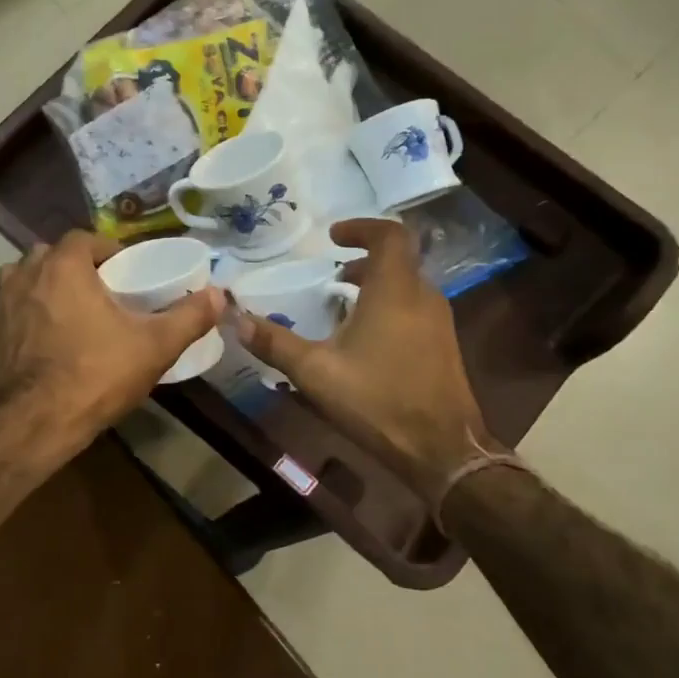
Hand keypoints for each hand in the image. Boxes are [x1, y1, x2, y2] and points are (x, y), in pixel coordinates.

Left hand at [0, 231, 223, 448]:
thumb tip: (220, 294)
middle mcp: (24, 274)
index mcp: (64, 266)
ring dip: (31, 284)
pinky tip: (3, 325)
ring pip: (11, 277)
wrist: (39, 421)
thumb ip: (189, 316)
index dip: (104, 249)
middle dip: (69, 265)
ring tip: (54, 306)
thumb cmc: (98, 374)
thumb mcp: (155, 346)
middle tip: (93, 291)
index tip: (121, 270)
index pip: (83, 238)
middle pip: (47, 254)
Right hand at [237, 219, 494, 501]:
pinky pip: (414, 309)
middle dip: (364, 261)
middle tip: (332, 274)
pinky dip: (388, 307)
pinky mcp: (443, 347)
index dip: (361, 228)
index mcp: (395, 290)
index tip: (333, 237)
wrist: (441, 449)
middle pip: (398, 260)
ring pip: (407, 286)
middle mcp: (423, 297)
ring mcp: (439, 323)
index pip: (389, 235)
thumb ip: (275, 342)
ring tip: (342, 306)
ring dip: (376, 286)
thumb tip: (235, 319)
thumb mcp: (315, 371)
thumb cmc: (377, 400)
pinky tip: (364, 340)